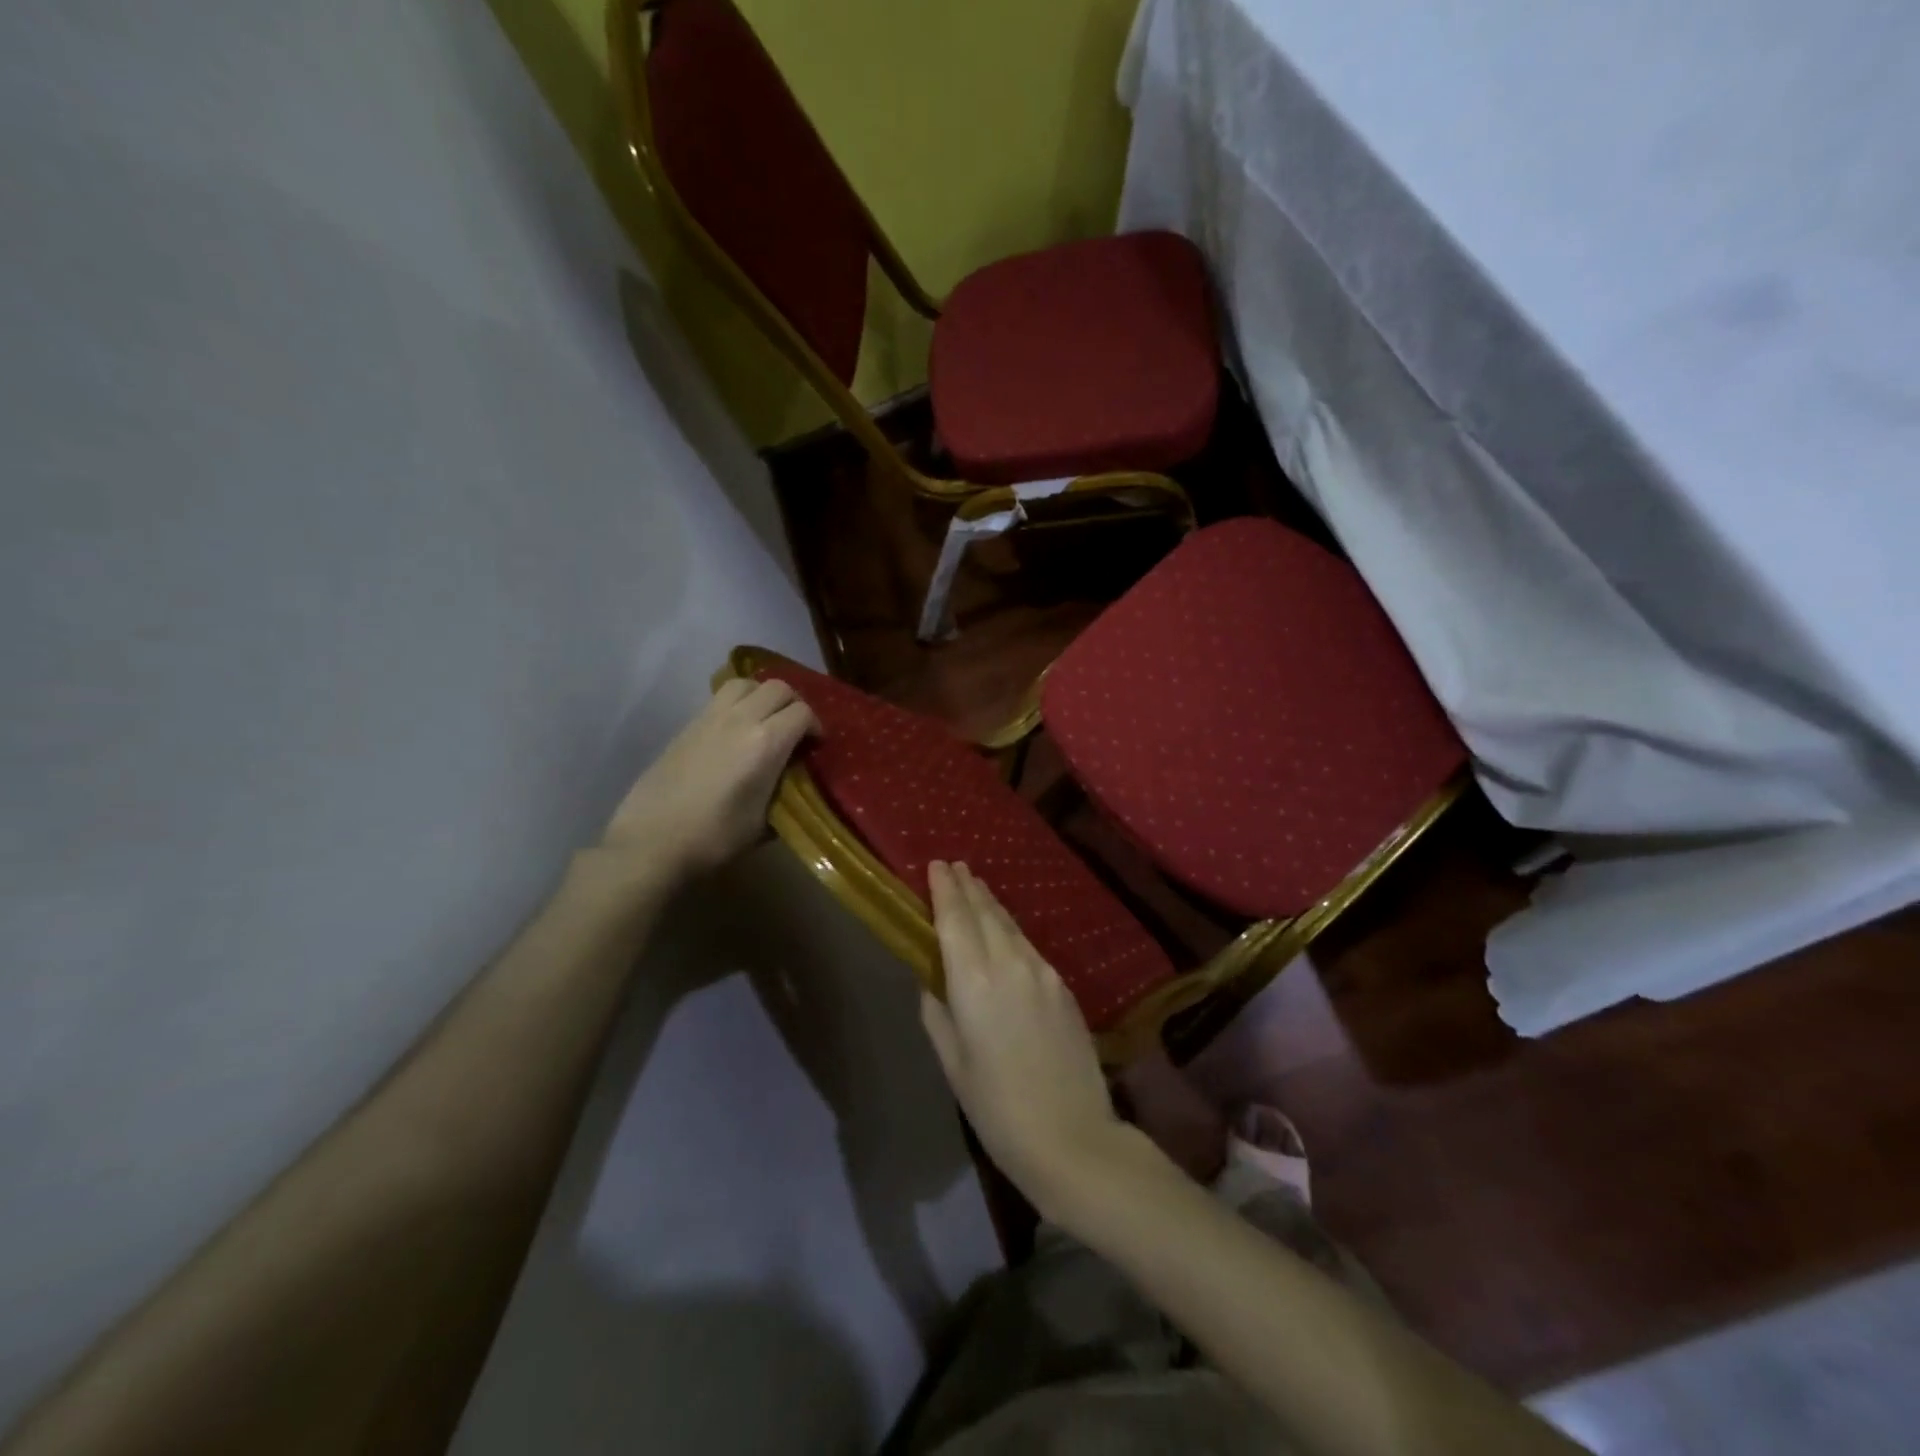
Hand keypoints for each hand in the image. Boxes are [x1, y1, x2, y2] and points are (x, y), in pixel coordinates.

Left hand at [602, 677, 817, 880]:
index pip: (803, 712)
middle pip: (778, 688)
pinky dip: (737, 703)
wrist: (652, 841)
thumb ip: (784, 791)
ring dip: (762, 696)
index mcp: (766, 742)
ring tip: (765, 721)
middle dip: (794, 705)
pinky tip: (735, 732)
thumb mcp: (765, 822)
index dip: (815, 726)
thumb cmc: (715, 838)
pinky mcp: (688, 725)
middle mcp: (740, 719)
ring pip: (746, 683)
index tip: (815, 747)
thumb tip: (791, 780)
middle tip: (795, 731)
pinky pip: (720, 698)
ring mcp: (710, 717)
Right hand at [919, 862, 1142, 1218]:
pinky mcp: (1063, 986)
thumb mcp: (954, 1065)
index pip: (955, 920)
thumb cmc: (998, 1109)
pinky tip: (1005, 931)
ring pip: (1010, 925)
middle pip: (985, 913)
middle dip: (968, 887)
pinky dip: (1011, 929)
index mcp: (973, 982)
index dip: (944, 890)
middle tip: (954, 866)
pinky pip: (1029, 945)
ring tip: (977, 886)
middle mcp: (1009, 964)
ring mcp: (1042, 972)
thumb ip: (938, 1015)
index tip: (936, 864)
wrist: (1072, 1137)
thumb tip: (932, 983)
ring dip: (991, 903)